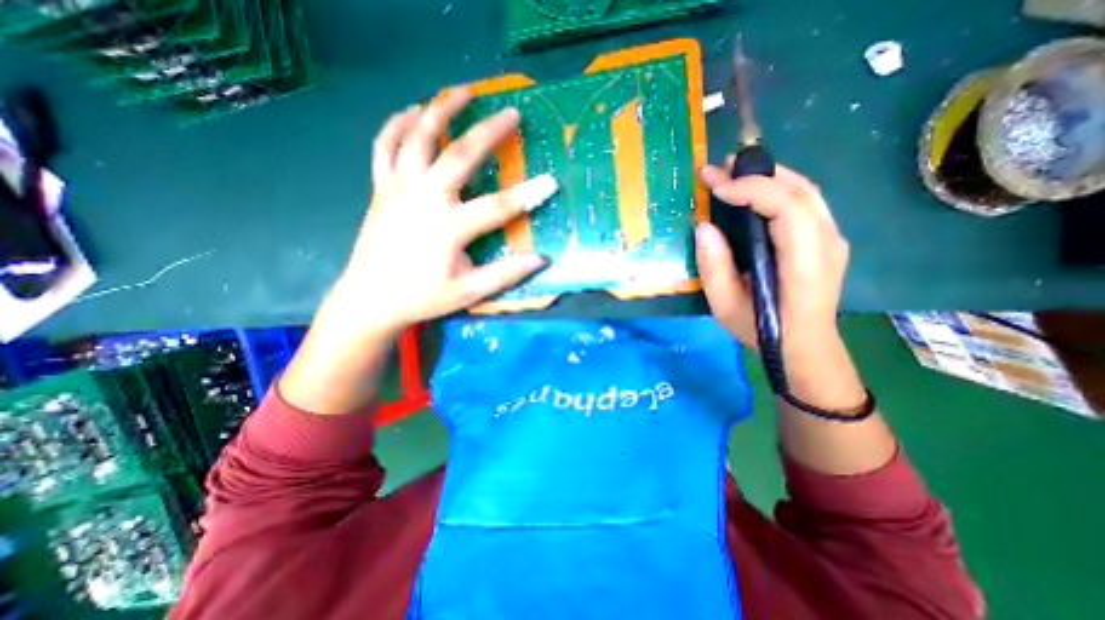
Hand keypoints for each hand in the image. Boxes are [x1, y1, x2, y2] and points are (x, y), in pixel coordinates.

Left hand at [324, 87, 556, 339]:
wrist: (370, 299)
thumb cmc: (422, 297)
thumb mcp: (467, 292)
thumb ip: (504, 274)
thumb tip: (540, 259)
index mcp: (448, 228)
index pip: (498, 207)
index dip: (528, 195)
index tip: (551, 182)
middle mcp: (423, 199)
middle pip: (459, 155)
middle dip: (489, 131)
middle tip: (511, 112)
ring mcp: (398, 189)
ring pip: (419, 138)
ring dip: (441, 110)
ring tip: (462, 92)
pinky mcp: (380, 188)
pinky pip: (384, 147)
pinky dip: (397, 124)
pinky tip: (411, 110)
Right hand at [693, 163, 847, 357]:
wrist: (804, 345)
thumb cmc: (763, 329)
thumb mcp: (725, 306)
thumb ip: (714, 267)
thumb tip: (704, 227)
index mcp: (805, 262)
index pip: (787, 207)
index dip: (751, 189)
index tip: (716, 187)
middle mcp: (827, 242)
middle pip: (800, 190)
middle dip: (757, 173)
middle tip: (719, 169)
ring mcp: (832, 238)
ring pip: (805, 190)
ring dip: (768, 176)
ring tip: (733, 173)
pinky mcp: (826, 239)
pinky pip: (804, 201)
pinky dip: (777, 188)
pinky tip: (754, 192)